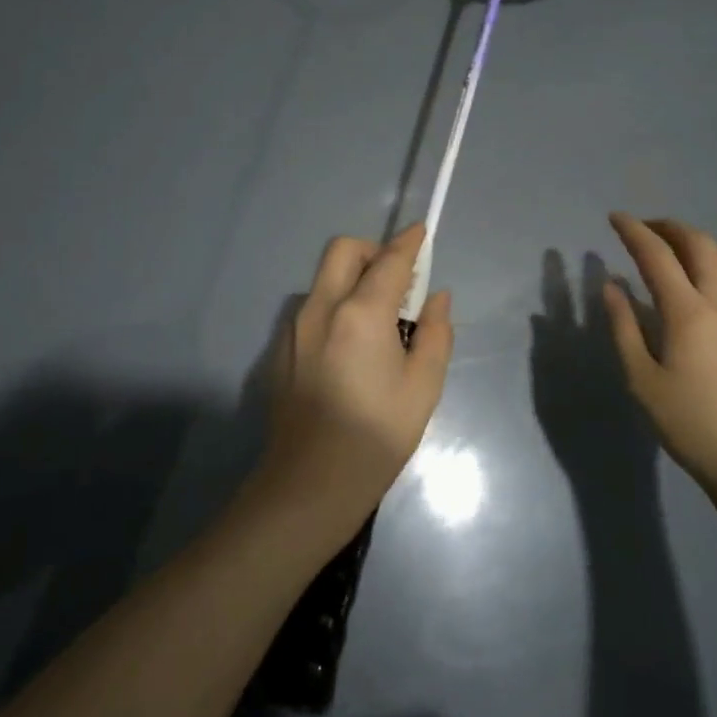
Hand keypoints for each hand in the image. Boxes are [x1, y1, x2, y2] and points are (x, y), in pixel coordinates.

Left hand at [257, 224, 454, 529]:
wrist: (310, 483)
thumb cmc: (377, 435)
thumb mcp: (423, 386)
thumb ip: (434, 333)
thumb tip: (436, 298)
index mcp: (360, 313)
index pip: (389, 260)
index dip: (409, 242)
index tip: (422, 233)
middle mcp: (321, 308)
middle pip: (343, 250)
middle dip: (372, 251)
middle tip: (396, 281)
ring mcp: (293, 327)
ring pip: (324, 279)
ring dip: (351, 281)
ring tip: (375, 321)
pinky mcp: (280, 349)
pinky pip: (311, 308)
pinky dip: (334, 307)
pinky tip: (348, 350)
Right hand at [601, 213, 716, 517]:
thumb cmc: (689, 424)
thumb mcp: (641, 380)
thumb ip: (624, 327)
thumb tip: (612, 285)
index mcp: (686, 312)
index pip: (656, 255)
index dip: (633, 231)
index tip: (615, 218)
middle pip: (700, 246)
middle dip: (671, 228)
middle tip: (647, 229)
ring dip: (709, 246)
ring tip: (687, 252)